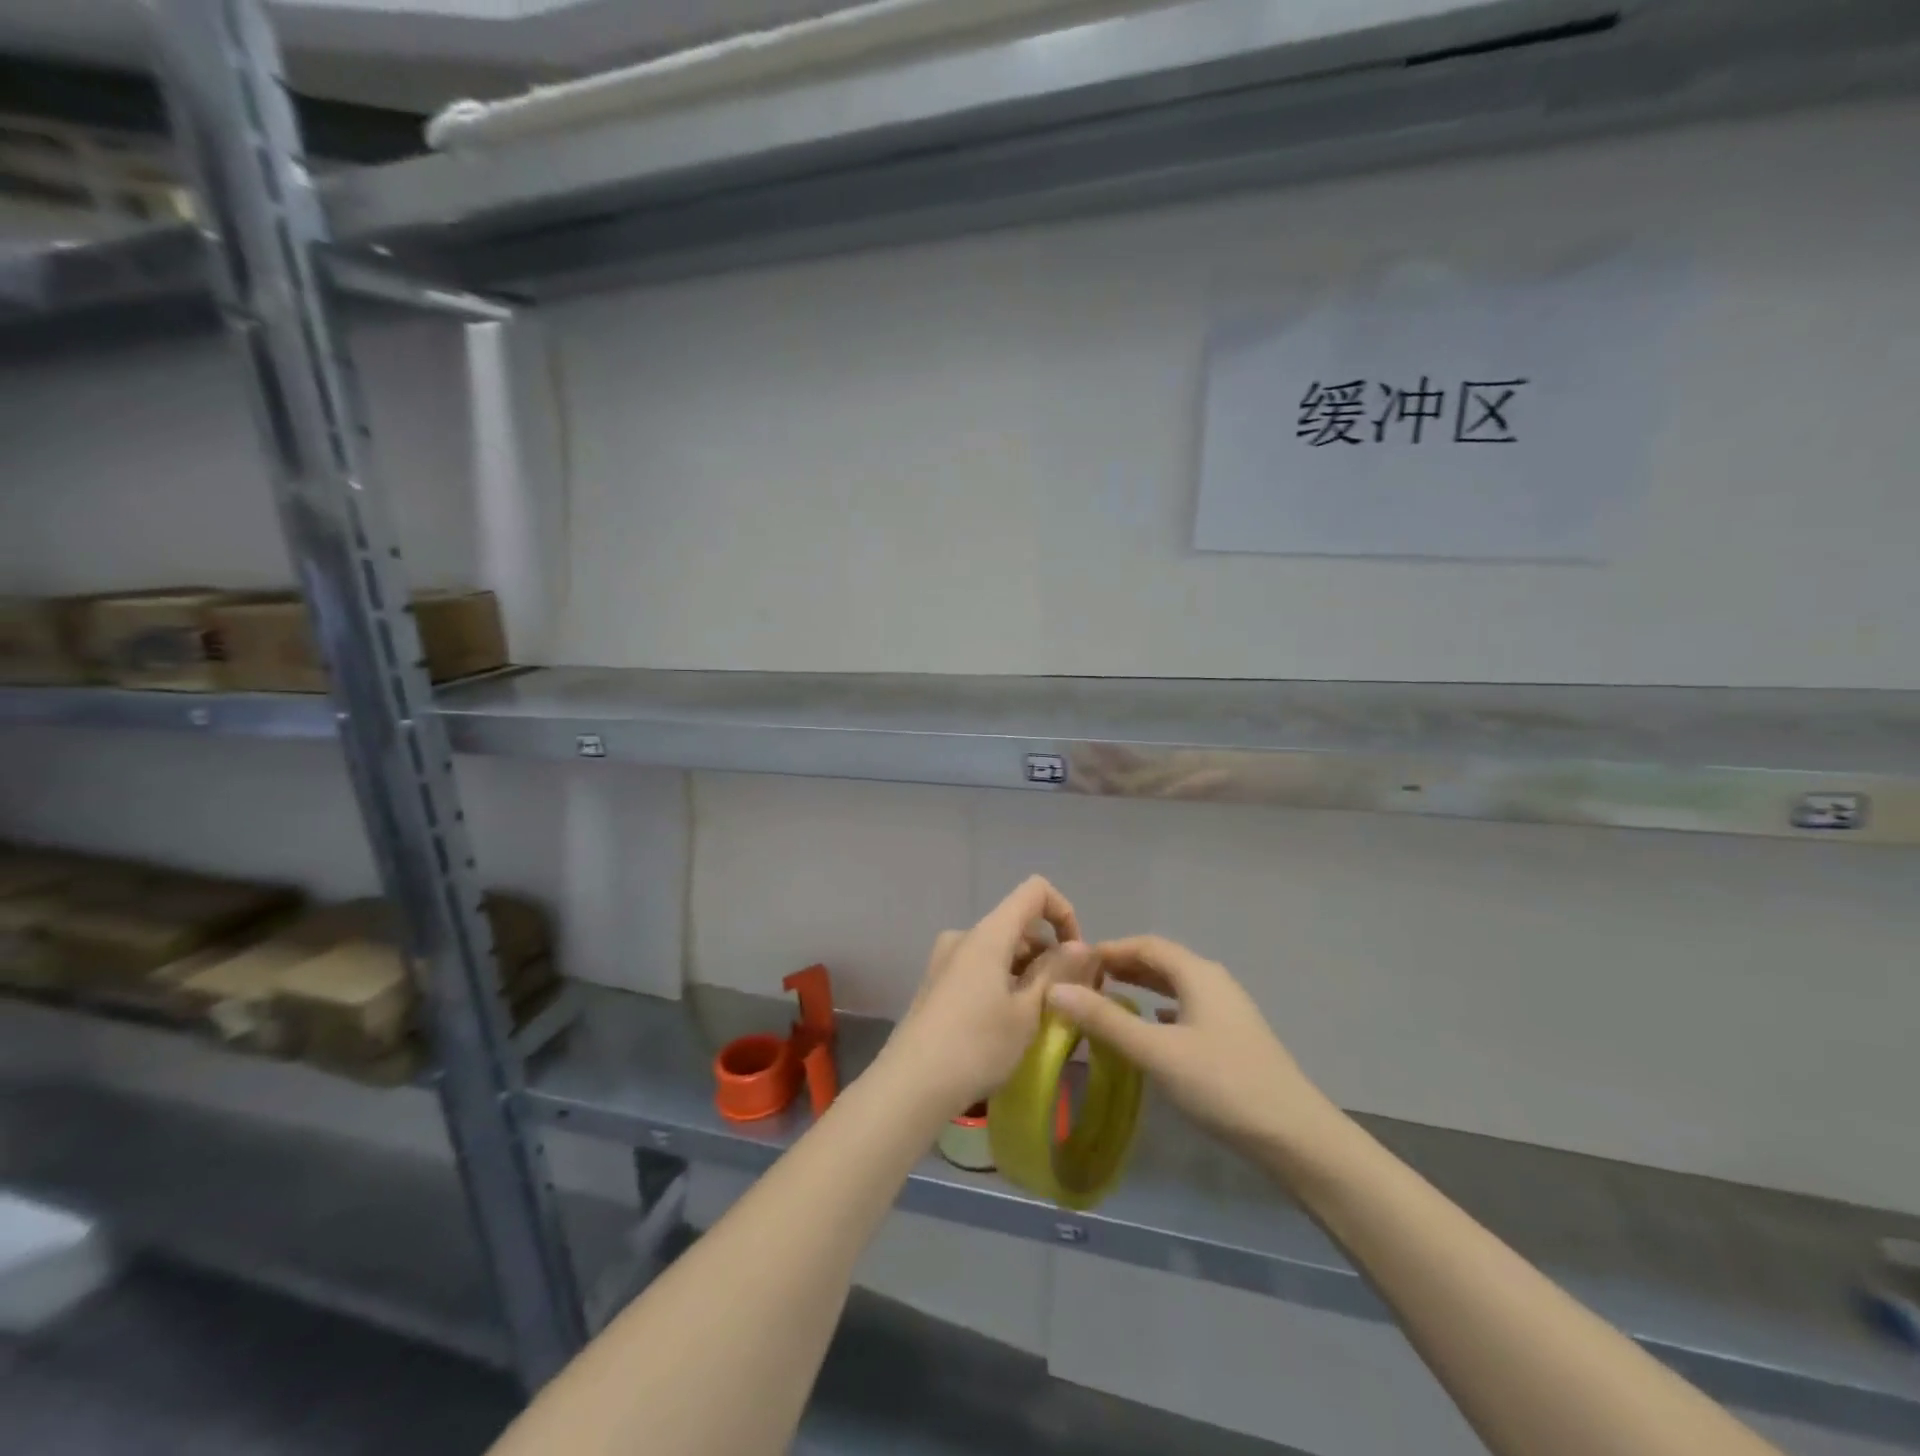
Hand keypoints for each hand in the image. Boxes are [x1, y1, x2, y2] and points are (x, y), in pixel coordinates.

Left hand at [874, 876, 1090, 1122]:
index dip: (1064, 913)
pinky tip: (1010, 1025)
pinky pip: (981, 968)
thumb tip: (1081, 946)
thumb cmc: (977, 1045)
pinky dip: (1004, 983)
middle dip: (1049, 953)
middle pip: (1018, 924)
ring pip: (1000, 950)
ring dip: (1027, 973)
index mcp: (988, 933)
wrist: (910, 1085)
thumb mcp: (1028, 1012)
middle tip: (1069, 999)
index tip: (1076, 957)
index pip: (1035, 891)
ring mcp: (945, 959)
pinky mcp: (936, 984)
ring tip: (1042, 1019)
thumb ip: (1057, 972)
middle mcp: (964, 936)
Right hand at [1047, 936, 1342, 1164]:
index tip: (1072, 964)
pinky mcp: (1232, 1037)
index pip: (1144, 945)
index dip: (1107, 949)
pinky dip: (1160, 1009)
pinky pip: (1187, 1008)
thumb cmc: (1222, 1085)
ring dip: (1141, 987)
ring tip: (1107, 999)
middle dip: (1121, 966)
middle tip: (1083, 982)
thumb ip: (1105, 1020)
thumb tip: (1055, 990)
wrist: (1295, 1136)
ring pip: (1175, 985)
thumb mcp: (1156, 1052)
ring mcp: (1227, 1009)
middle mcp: (1212, 981)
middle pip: (1160, 961)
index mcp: (1196, 973)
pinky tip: (1150, 1027)